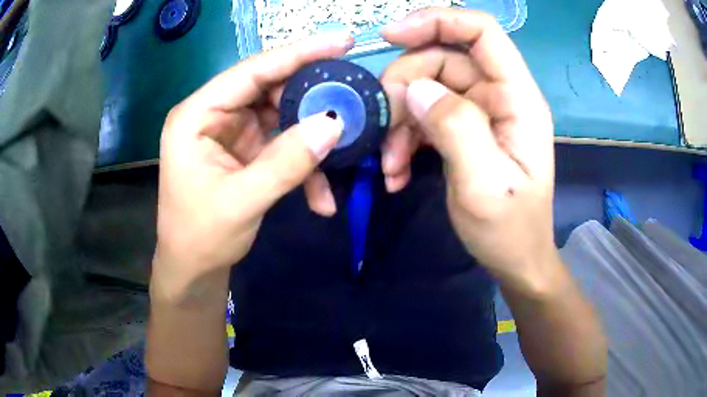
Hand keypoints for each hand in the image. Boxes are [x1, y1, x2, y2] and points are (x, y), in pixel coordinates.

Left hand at [153, 35, 350, 300]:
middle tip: (352, 99)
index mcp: (197, 115)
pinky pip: (282, 144)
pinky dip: (304, 166)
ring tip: (344, 152)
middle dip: (312, 98)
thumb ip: (287, 162)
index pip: (251, 71)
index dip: (297, 54)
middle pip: (270, 88)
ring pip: (282, 116)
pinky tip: (321, 197)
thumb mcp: (242, 201)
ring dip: (313, 138)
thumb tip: (335, 124)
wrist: (193, 268)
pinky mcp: (247, 150)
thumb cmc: (201, 236)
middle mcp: (214, 114)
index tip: (341, 42)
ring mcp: (232, 131)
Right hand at [381, 9, 558, 292]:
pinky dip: (405, 138)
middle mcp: (500, 95)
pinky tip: (396, 171)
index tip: (390, 36)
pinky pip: (425, 115)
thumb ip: (456, 128)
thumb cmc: (509, 228)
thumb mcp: (484, 184)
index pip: (481, 32)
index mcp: (517, 98)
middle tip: (383, 128)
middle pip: (442, 59)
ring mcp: (480, 111)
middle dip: (404, 87)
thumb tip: (415, 88)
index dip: (437, 21)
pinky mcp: (463, 128)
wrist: (515, 258)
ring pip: (427, 88)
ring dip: (399, 120)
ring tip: (389, 163)